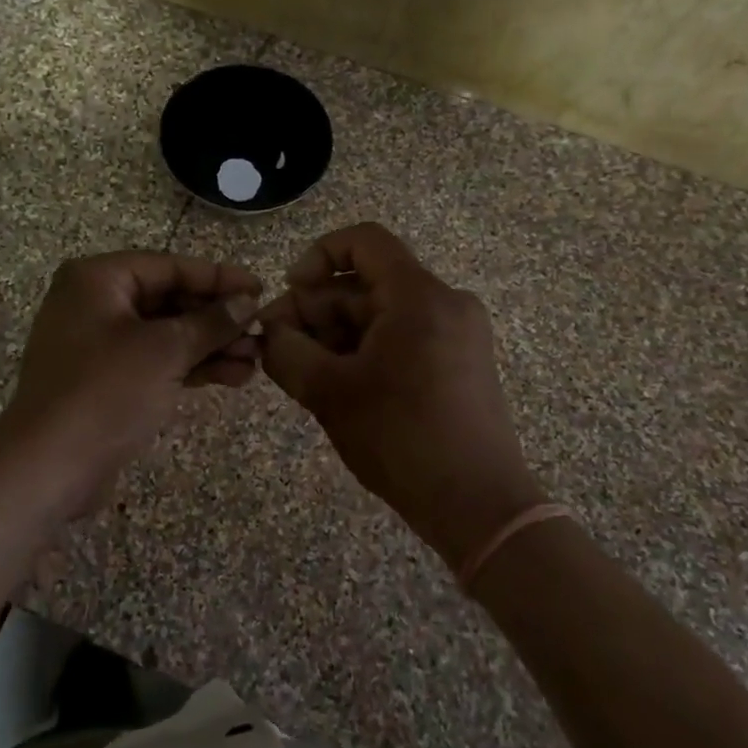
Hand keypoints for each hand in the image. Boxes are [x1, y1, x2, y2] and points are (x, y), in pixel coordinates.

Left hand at [0, 252, 261, 516]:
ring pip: (166, 334)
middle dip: (217, 318)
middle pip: (169, 299)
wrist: (48, 468)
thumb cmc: (105, 392)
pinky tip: (234, 376)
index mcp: (97, 279)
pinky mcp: (107, 380)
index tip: (259, 288)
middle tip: (262, 330)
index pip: (169, 267)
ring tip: (257, 360)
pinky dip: (190, 366)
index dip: (218, 277)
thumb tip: (246, 302)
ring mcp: (99, 344)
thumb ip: (210, 322)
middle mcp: (95, 303)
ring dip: (211, 345)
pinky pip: (156, 361)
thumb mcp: (164, 350)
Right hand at [257, 223, 546, 563]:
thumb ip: (286, 351)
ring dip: (336, 334)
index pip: (364, 241)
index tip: (290, 291)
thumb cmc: (402, 438)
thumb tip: (268, 332)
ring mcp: (458, 333)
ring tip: (303, 372)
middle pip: (367, 283)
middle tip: (278, 345)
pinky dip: (365, 350)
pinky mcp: (460, 362)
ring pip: (382, 313)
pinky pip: (402, 336)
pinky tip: (338, 383)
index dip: (318, 255)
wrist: (479, 506)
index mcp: (419, 295)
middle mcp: (445, 302)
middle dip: (317, 309)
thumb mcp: (329, 392)